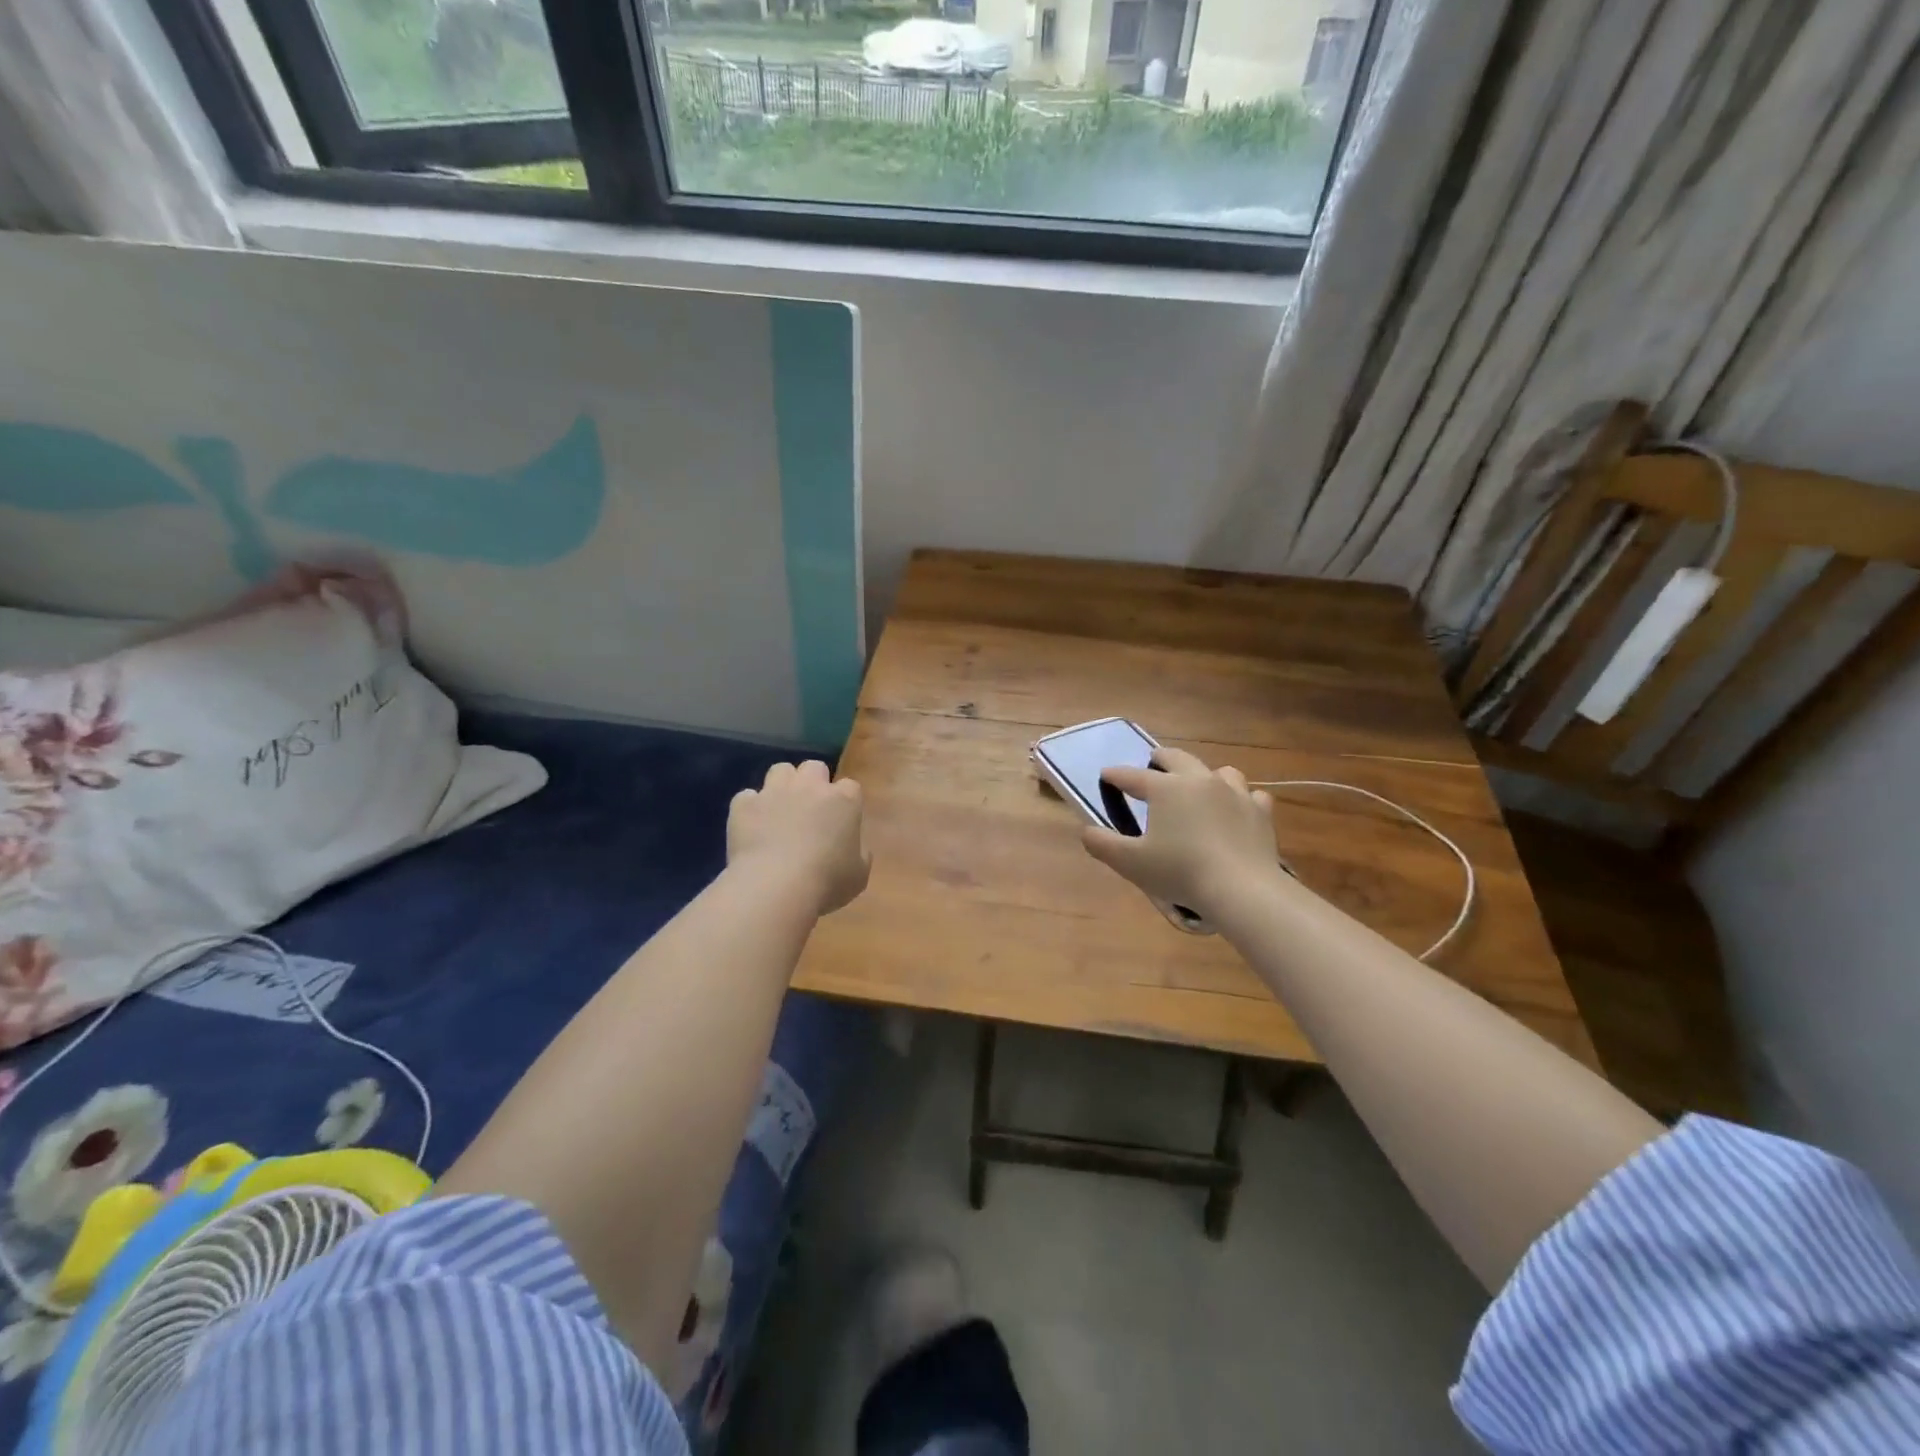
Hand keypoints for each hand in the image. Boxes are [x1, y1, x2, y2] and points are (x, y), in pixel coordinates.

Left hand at [728, 760, 869, 915]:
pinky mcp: (745, 804)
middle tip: (810, 809)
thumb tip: (854, 848)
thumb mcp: (859, 875)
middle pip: (814, 768)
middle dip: (813, 783)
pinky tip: (751, 826)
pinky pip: (747, 797)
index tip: (841, 820)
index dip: (845, 802)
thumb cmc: (827, 881)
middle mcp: (810, 786)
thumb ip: (859, 854)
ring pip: (780, 770)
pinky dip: (750, 808)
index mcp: (844, 800)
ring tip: (779, 809)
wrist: (775, 886)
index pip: (850, 787)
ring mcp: (775, 792)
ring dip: (782, 785)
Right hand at [1082, 747, 1278, 918]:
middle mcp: (1200, 780)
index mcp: (1166, 788)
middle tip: (1153, 762)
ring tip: (1200, 787)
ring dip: (1206, 775)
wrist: (1242, 889)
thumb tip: (1086, 831)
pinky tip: (1237, 810)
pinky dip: (1241, 799)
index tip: (1106, 775)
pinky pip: (1252, 795)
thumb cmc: (1180, 871)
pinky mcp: (1260, 812)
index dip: (1116, 775)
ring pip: (1220, 771)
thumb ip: (1102, 844)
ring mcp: (1235, 793)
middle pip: (1177, 758)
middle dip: (1161, 758)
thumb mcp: (1130, 863)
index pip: (1133, 776)